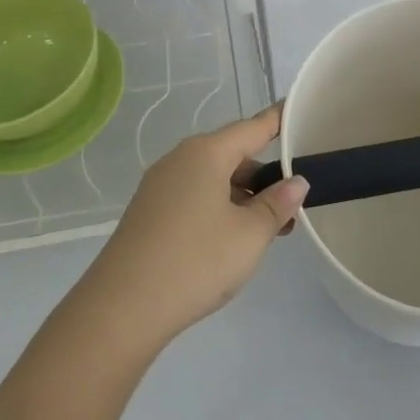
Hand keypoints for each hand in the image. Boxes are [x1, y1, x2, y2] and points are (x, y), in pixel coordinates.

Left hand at [75, 104, 307, 353]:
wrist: (122, 309)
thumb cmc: (196, 261)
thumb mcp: (250, 235)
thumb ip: (277, 204)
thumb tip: (295, 182)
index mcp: (205, 154)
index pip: (252, 128)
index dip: (278, 120)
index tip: (297, 111)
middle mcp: (179, 160)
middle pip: (232, 155)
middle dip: (265, 176)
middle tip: (294, 204)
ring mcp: (159, 187)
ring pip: (213, 180)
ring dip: (244, 197)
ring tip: (271, 229)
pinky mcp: (149, 213)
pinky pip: (194, 198)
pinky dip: (220, 209)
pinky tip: (234, 240)